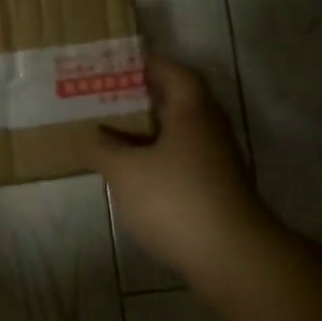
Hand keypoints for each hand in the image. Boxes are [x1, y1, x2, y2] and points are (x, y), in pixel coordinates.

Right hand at [91, 56, 269, 278]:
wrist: (231, 256)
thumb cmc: (175, 199)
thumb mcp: (124, 170)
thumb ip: (102, 147)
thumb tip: (90, 135)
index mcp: (191, 110)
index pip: (171, 71)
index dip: (144, 64)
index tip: (113, 64)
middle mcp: (208, 128)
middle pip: (174, 101)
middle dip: (138, 98)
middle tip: (102, 98)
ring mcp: (215, 161)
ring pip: (176, 133)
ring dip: (146, 131)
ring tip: (108, 134)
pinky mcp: (214, 189)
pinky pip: (180, 160)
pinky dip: (155, 159)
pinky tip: (131, 173)